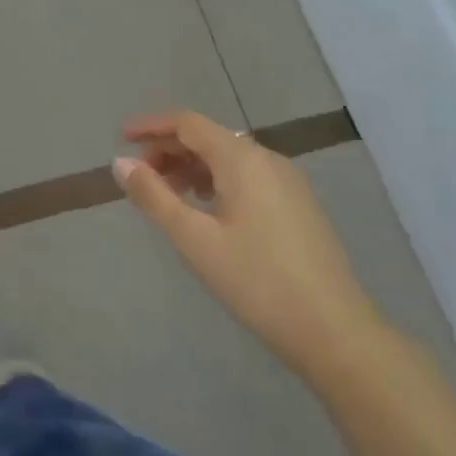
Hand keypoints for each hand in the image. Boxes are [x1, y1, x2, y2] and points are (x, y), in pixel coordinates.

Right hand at [116, 110, 384, 382]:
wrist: (335, 331)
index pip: (188, 123)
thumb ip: (154, 196)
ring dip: (192, 167)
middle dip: (169, 149)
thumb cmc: (256, 280)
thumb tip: (121, 163)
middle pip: (209, 138)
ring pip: (229, 158)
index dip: (151, 126)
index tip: (121, 138)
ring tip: (166, 194)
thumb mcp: (194, 239)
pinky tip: (205, 210)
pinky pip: (248, 177)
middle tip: (139, 176)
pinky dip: (216, 181)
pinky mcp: (298, 206)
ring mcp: (288, 182)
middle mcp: (267, 159)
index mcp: (242, 159)